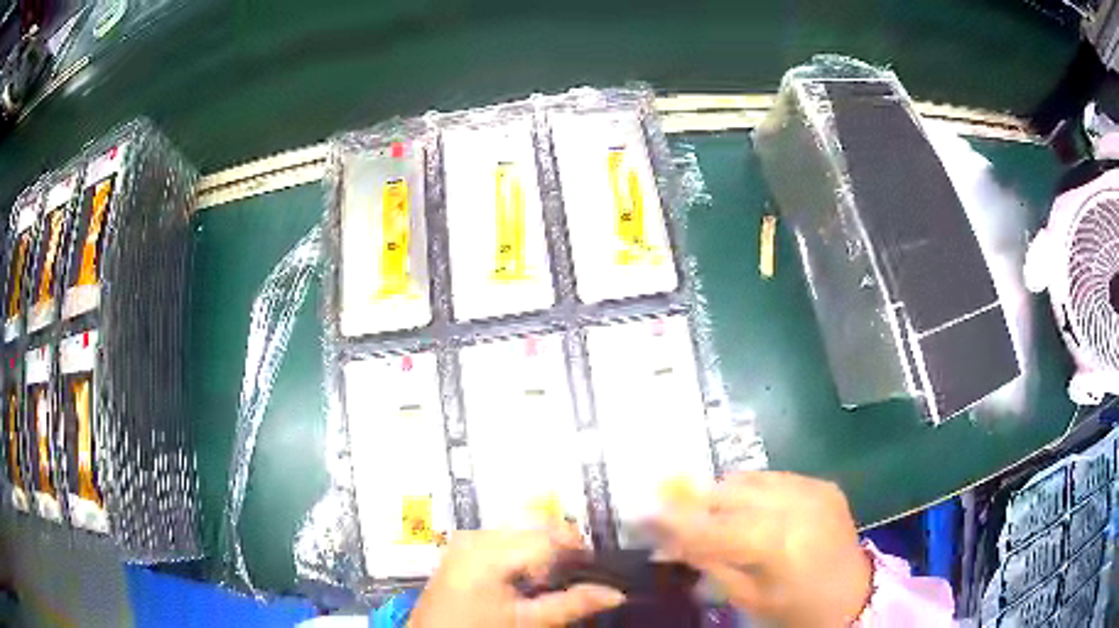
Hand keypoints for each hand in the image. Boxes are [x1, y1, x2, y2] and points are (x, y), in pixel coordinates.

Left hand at [408, 527, 625, 627]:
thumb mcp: (529, 622)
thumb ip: (572, 604)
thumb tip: (616, 593)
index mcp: (490, 550)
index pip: (548, 536)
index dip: (579, 547)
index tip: (599, 564)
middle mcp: (475, 536)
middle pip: (533, 530)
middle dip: (560, 550)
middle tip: (581, 574)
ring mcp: (465, 541)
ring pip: (518, 534)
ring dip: (542, 552)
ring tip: (554, 579)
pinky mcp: (460, 551)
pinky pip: (501, 541)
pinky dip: (521, 555)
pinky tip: (528, 577)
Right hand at [653, 472, 871, 626]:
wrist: (853, 596)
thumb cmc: (796, 608)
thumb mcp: (748, 598)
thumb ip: (711, 565)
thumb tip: (671, 544)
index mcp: (777, 543)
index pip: (713, 526)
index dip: (675, 520)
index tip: (642, 514)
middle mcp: (796, 506)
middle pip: (731, 493)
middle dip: (696, 502)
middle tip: (673, 513)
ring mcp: (813, 489)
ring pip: (751, 479)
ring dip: (724, 494)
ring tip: (710, 512)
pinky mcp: (823, 484)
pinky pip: (776, 478)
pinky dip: (753, 491)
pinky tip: (749, 509)